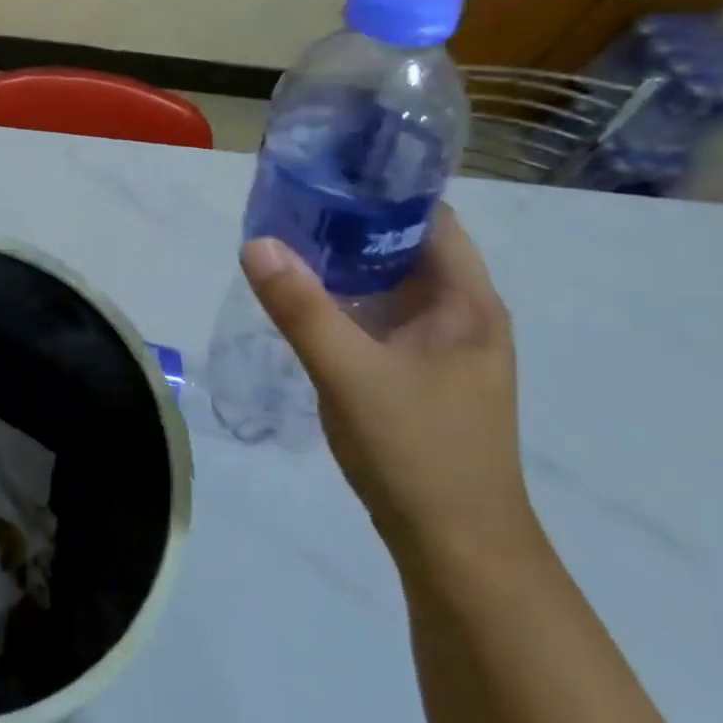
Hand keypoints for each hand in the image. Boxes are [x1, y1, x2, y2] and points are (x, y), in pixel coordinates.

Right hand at [241, 205, 536, 563]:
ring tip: (287, 242)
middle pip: (406, 248)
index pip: (430, 219)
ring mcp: (440, 349)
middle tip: (289, 205)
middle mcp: (461, 317)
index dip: (384, 191)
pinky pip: (379, 318)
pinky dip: (346, 301)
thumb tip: (256, 243)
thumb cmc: (418, 451)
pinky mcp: (418, 375)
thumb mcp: (350, 373)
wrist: (456, 549)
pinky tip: (304, 301)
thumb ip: (301, 308)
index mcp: (467, 304)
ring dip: (345, 264)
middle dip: (352, 224)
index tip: (326, 173)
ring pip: (390, 286)